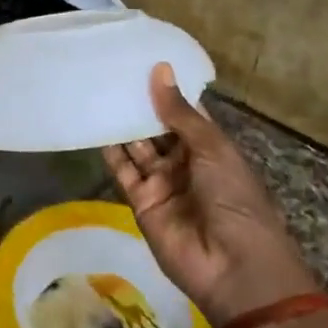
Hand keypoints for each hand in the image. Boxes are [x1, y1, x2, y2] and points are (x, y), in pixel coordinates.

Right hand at [103, 64, 318, 326]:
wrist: (232, 267)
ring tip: (97, 89)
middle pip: (157, 128)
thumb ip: (179, 112)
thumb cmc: (234, 199)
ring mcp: (162, 182)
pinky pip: (122, 171)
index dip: (166, 90)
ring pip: (137, 146)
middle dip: (139, 104)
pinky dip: (109, 150)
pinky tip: (93, 124)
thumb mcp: (212, 148)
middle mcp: (185, 162)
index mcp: (211, 147)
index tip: (141, 60)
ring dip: (122, 123)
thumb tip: (159, 69)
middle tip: (111, 71)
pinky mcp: (140, 202)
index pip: (184, 113)